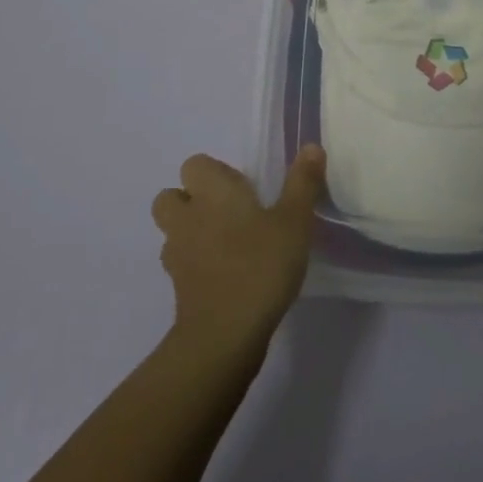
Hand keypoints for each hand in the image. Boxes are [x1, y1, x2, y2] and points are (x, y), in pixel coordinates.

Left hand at [152, 146, 324, 359]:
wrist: (224, 335)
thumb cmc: (261, 265)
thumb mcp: (294, 221)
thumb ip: (302, 183)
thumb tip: (311, 146)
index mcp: (212, 192)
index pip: (195, 165)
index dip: (215, 173)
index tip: (244, 189)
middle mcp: (187, 217)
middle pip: (171, 197)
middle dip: (192, 200)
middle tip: (229, 214)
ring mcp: (177, 254)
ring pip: (173, 231)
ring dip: (191, 232)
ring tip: (227, 245)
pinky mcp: (177, 288)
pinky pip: (181, 264)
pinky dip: (196, 264)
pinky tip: (225, 275)